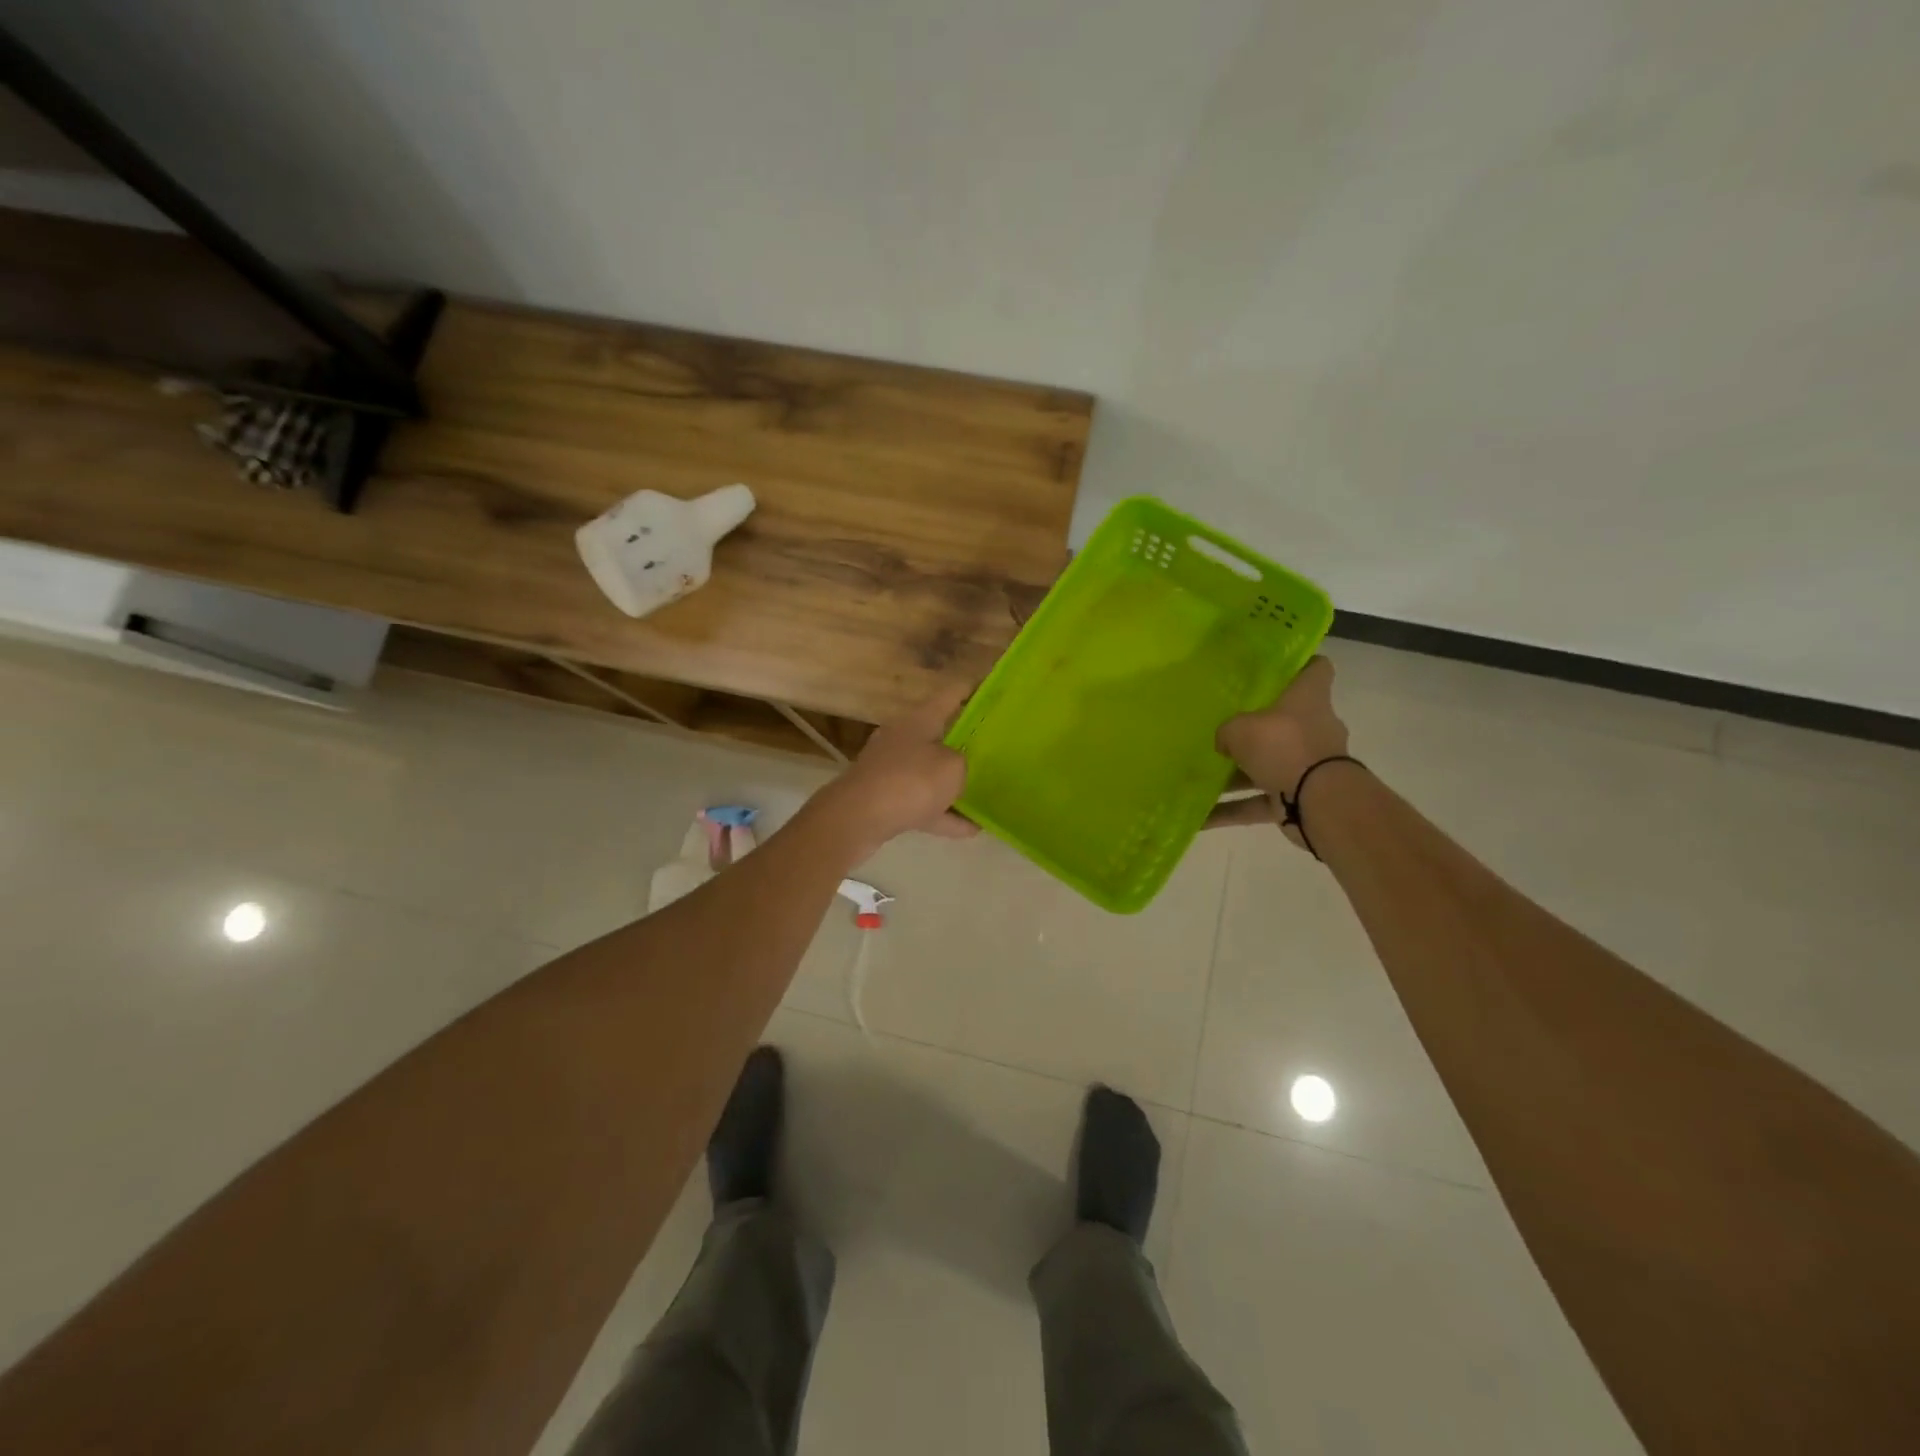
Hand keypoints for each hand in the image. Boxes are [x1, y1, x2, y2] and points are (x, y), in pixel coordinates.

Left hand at [818, 682, 979, 854]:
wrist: (857, 818)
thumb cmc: (910, 781)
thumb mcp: (952, 767)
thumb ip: (964, 763)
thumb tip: (959, 766)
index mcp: (919, 720)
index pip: (950, 695)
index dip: (971, 690)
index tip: (992, 689)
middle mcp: (902, 738)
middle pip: (939, 734)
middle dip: (966, 742)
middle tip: (995, 747)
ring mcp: (891, 770)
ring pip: (930, 773)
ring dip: (954, 784)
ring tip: (987, 793)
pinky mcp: (885, 800)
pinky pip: (923, 804)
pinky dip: (944, 815)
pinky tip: (971, 829)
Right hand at [1216, 657, 1348, 844]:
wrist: (1318, 802)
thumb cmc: (1283, 746)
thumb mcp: (1240, 729)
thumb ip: (1227, 731)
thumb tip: (1224, 742)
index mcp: (1307, 699)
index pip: (1315, 670)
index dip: (1300, 664)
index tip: (1274, 667)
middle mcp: (1312, 729)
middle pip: (1285, 721)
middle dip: (1256, 728)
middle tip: (1223, 726)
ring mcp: (1307, 766)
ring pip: (1267, 765)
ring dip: (1236, 775)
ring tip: (1200, 778)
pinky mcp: (1297, 798)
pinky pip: (1257, 803)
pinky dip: (1231, 811)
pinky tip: (1199, 819)